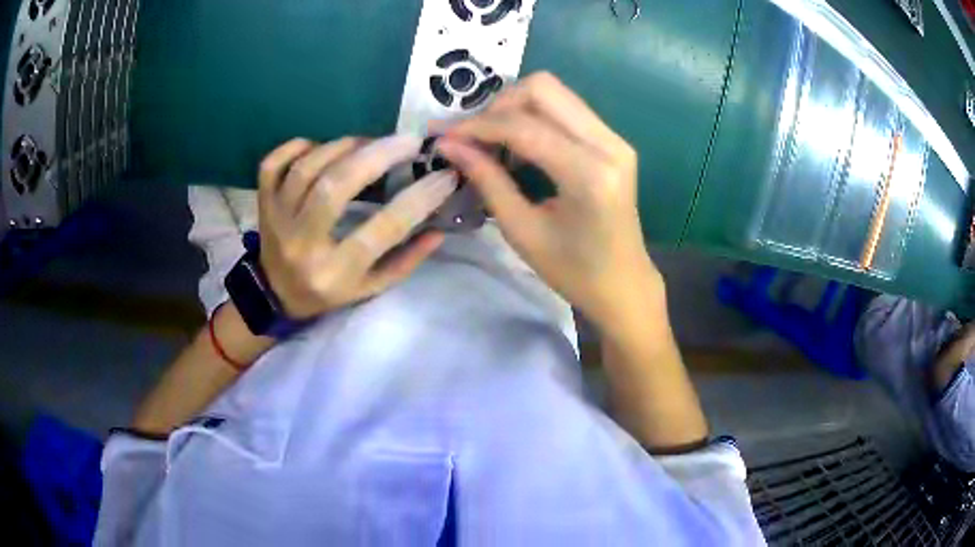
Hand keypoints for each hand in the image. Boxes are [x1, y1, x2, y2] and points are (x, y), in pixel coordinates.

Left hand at [257, 135, 457, 318]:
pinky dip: (297, 146)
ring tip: (370, 143)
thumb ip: (405, 261)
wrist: (274, 294)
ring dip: (344, 146)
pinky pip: (273, 164)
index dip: (417, 200)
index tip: (443, 176)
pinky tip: (320, 147)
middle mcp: (302, 244)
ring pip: (306, 168)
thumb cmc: (327, 292)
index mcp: (334, 272)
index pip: (380, 231)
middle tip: (409, 141)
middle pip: (335, 187)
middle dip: (377, 156)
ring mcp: (276, 220)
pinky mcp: (263, 203)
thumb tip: (438, 229)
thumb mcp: (370, 288)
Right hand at [438, 73, 661, 327]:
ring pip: (555, 92)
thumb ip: (487, 180)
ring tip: (491, 141)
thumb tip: (448, 145)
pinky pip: (566, 108)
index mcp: (588, 174)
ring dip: (514, 108)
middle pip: (543, 88)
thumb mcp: (522, 231)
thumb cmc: (574, 271)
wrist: (624, 283)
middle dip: (497, 105)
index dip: (477, 126)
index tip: (444, 136)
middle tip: (472, 136)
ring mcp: (615, 138)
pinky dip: (534, 116)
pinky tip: (518, 145)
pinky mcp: (614, 140)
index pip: (523, 127)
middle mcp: (608, 144)